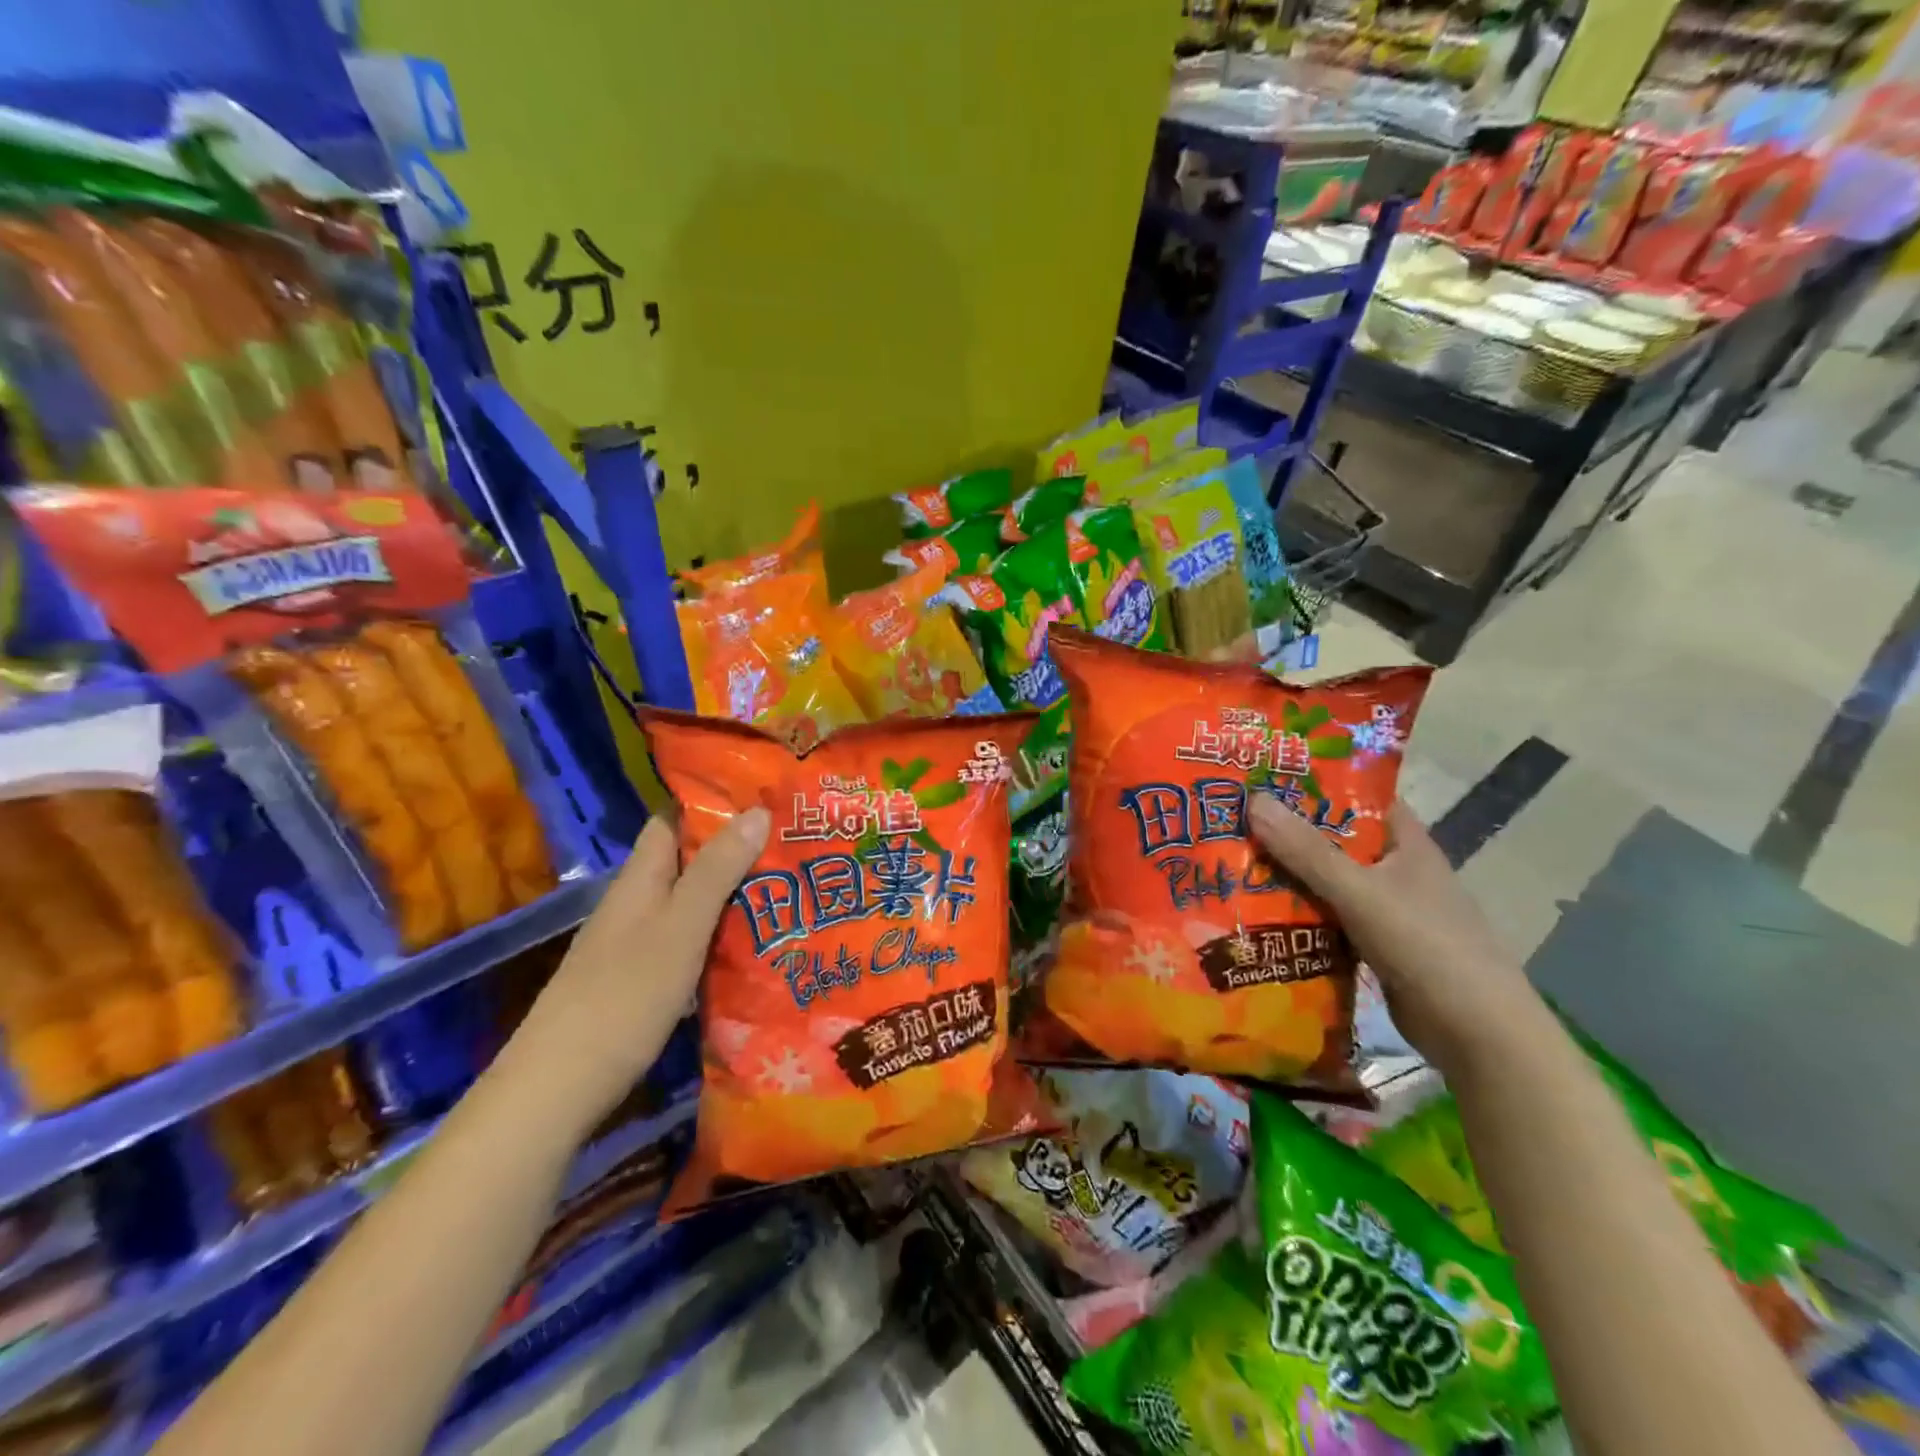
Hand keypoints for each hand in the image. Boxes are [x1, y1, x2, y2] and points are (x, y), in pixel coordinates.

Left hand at [493, 808, 769, 1135]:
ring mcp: (639, 944)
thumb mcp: (680, 927)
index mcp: (641, 878)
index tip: (766, 796)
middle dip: (738, 849)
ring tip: (792, 887)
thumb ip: (717, 871)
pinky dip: (723, 934)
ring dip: (735, 893)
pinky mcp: (646, 981)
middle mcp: (638, 903)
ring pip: (693, 903)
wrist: (561, 1086)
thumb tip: (756, 809)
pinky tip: (759, 944)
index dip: (713, 802)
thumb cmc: (624, 996)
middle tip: (796, 844)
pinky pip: (692, 941)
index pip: (673, 820)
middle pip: (689, 861)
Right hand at [1246, 795, 1539, 1076]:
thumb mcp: (1360, 891)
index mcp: (1406, 842)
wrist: (1477, 1034)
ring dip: (1288, 875)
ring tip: (1231, 860)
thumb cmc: (1426, 946)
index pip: (1359, 796)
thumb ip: (1307, 850)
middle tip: (1231, 818)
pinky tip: (1257, 912)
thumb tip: (1254, 801)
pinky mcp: (1375, 944)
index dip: (1316, 782)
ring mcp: (1387, 909)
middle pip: (1335, 839)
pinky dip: (1298, 914)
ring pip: (1328, 881)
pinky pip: (1328, 917)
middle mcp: (1397, 869)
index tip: (1264, 775)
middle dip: (1288, 831)